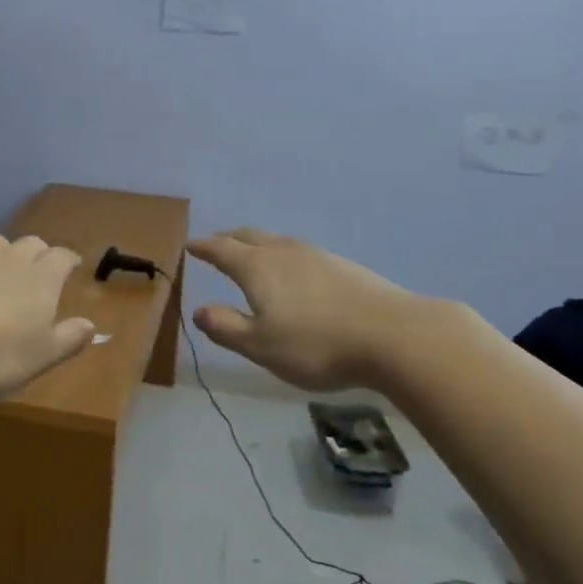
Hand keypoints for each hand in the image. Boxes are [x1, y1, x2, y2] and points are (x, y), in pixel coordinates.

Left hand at [0, 235, 95, 398]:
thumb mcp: (38, 359)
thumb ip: (67, 340)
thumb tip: (91, 325)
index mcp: (41, 279)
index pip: (62, 258)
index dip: (68, 262)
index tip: (71, 267)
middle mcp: (10, 257)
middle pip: (31, 244)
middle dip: (37, 255)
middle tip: (34, 275)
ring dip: (1, 257)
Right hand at [187, 228, 426, 392]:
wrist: (392, 335)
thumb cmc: (317, 345)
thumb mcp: (261, 347)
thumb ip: (226, 327)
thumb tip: (198, 310)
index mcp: (257, 268)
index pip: (221, 250)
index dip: (203, 247)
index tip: (190, 244)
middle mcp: (283, 252)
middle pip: (248, 236)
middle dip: (228, 239)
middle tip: (216, 244)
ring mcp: (316, 255)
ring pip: (276, 241)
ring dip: (257, 244)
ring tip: (252, 255)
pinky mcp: (342, 265)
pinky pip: (299, 251)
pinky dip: (283, 255)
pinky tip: (294, 273)